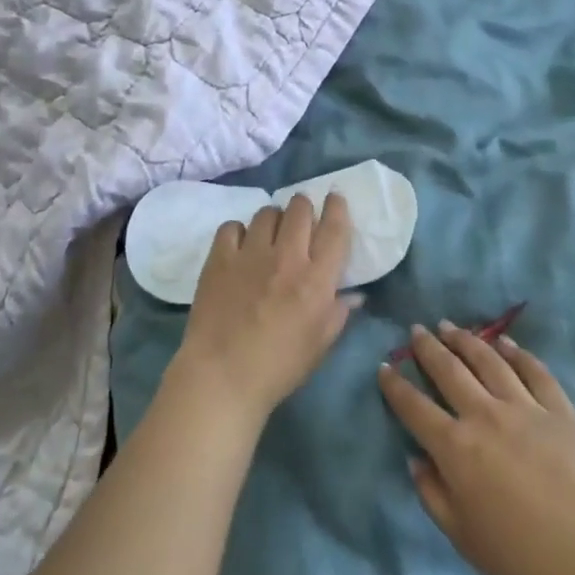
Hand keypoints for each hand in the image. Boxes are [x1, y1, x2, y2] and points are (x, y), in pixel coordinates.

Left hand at [171, 193, 357, 429]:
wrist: (223, 376)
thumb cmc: (279, 367)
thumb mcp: (320, 344)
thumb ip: (339, 312)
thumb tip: (354, 294)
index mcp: (317, 279)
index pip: (334, 228)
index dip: (337, 207)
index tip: (335, 198)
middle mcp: (287, 257)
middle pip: (300, 210)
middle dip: (304, 208)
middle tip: (301, 220)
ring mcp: (251, 254)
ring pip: (267, 213)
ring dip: (274, 219)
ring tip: (270, 234)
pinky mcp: (220, 258)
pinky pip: (232, 226)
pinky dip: (239, 232)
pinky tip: (239, 247)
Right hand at [378, 323, 574, 574]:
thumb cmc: (523, 558)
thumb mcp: (464, 538)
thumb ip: (433, 495)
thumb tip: (416, 460)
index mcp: (455, 448)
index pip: (414, 407)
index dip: (395, 385)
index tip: (384, 367)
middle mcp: (484, 415)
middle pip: (449, 371)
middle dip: (428, 348)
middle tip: (416, 330)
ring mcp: (525, 407)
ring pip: (488, 361)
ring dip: (466, 341)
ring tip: (451, 327)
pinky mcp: (560, 410)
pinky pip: (535, 372)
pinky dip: (517, 353)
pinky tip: (505, 343)